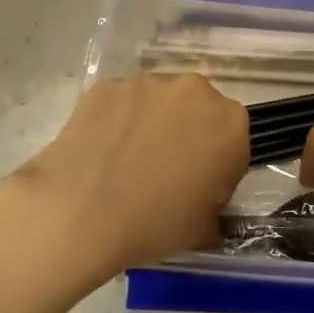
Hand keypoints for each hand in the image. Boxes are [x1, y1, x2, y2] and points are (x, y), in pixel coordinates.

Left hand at [0, 75, 247, 280]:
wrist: (80, 213)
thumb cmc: (155, 223)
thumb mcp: (204, 229)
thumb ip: (214, 207)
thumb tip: (204, 206)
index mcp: (229, 123)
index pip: (233, 139)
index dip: (217, 163)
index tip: (199, 186)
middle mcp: (194, 91)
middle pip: (197, 109)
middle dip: (186, 133)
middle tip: (163, 170)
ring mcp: (147, 83)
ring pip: (157, 102)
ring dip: (150, 122)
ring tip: (125, 161)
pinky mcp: (107, 85)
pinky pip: (120, 103)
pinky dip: (116, 120)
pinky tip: (100, 151)